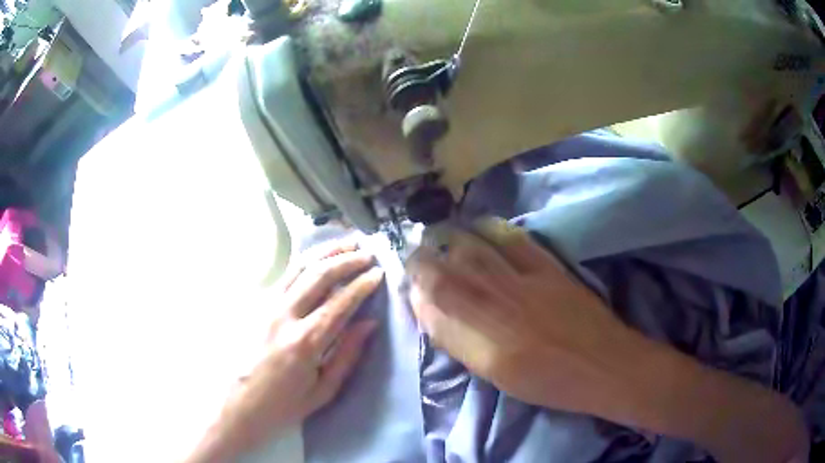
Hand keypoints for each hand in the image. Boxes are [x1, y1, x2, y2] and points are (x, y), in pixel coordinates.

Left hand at [189, 241, 383, 461]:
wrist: (236, 405)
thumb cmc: (282, 405)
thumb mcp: (322, 391)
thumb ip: (347, 355)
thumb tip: (369, 323)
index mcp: (304, 342)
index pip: (340, 303)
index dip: (362, 285)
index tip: (379, 273)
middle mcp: (284, 316)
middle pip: (319, 276)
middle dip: (347, 260)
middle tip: (368, 253)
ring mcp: (267, 306)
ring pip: (300, 268)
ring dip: (326, 252)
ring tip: (347, 243)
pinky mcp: (257, 305)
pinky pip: (285, 275)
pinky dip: (306, 261)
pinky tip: (318, 257)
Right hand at [407, 220, 642, 414]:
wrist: (605, 366)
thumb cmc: (551, 382)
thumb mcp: (499, 375)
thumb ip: (462, 343)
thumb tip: (433, 313)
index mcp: (486, 341)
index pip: (436, 304)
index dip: (416, 289)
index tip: (409, 282)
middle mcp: (501, 305)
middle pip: (450, 272)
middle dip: (424, 259)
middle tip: (414, 254)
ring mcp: (526, 281)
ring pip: (476, 251)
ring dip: (450, 240)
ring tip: (438, 236)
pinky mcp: (549, 268)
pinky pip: (513, 239)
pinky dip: (490, 228)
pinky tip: (479, 226)